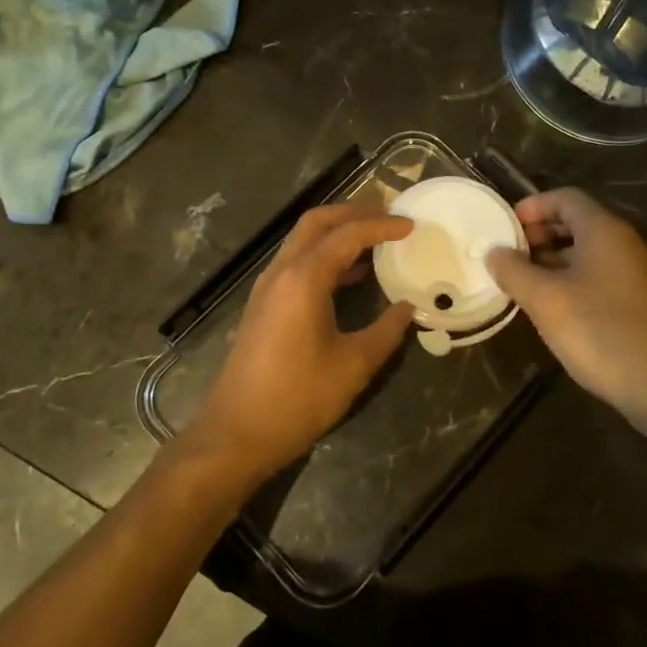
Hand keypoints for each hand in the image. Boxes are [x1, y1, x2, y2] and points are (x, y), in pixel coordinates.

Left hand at [191, 204, 415, 483]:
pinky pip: (296, 262)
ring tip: (375, 238)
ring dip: (337, 231)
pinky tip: (350, 274)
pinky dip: (324, 254)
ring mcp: (267, 287)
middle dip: (353, 212)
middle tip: (389, 215)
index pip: (347, 235)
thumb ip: (386, 331)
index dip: (381, 226)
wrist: (236, 433)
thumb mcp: (353, 366)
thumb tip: (408, 309)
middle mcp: (281, 272)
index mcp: (303, 279)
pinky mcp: (262, 304)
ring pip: (302, 240)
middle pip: (317, 222)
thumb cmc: (297, 398)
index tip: (411, 225)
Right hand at [486, 188, 646, 427]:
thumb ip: (514, 271)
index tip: (505, 226)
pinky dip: (571, 278)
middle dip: (540, 233)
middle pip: (577, 223)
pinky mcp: (639, 301)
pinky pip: (599, 274)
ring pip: (587, 251)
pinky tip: (551, 306)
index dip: (532, 206)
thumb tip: (494, 252)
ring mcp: (635, 273)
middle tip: (509, 254)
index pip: (565, 198)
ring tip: (522, 281)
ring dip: (552, 259)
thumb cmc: (598, 331)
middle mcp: (624, 244)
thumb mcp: (545, 300)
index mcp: (604, 231)